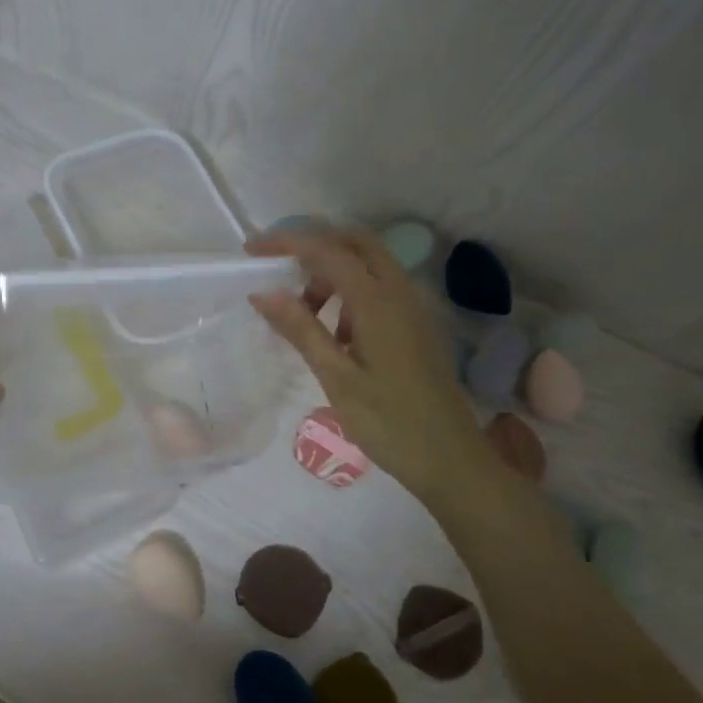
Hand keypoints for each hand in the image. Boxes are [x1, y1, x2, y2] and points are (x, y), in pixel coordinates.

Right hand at [247, 226, 481, 499]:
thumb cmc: (388, 422)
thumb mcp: (336, 377)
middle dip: (315, 246)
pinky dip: (350, 292)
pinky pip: (380, 288)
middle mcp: (400, 293)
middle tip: (280, 268)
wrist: (450, 459)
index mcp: (378, 302)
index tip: (252, 251)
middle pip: (356, 243)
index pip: (328, 252)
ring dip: (333, 272)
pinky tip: (335, 333)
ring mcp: (414, 308)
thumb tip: (262, 293)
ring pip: (369, 264)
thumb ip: (300, 329)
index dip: (288, 243)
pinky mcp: (417, 325)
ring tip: (303, 312)